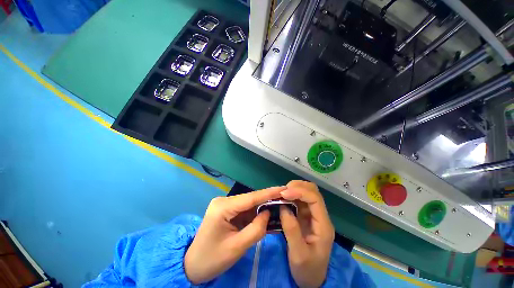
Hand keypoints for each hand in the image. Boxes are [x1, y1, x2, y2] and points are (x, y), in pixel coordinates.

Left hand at [184, 186, 285, 283]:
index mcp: (223, 207)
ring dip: (263, 206)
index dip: (268, 193)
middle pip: (250, 199)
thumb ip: (256, 229)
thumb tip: (267, 213)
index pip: (250, 197)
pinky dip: (256, 212)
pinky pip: (245, 209)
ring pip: (249, 203)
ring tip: (279, 204)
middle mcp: (224, 201)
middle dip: (267, 199)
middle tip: (285, 197)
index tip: (283, 189)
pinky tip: (266, 213)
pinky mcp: (227, 210)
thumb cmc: (212, 259)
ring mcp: (225, 204)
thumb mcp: (237, 247)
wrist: (193, 266)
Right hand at [279, 181, 334, 287]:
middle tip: (282, 192)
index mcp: (323, 225)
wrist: (312, 279)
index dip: (300, 191)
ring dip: (294, 189)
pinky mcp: (306, 216)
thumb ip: (291, 230)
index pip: (315, 199)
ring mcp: (313, 215)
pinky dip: (291, 195)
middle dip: (297, 187)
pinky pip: (300, 199)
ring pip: (307, 192)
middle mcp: (320, 216)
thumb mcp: (298, 254)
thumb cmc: (307, 269)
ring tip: (281, 194)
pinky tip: (283, 198)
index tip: (284, 194)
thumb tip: (283, 207)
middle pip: (313, 191)